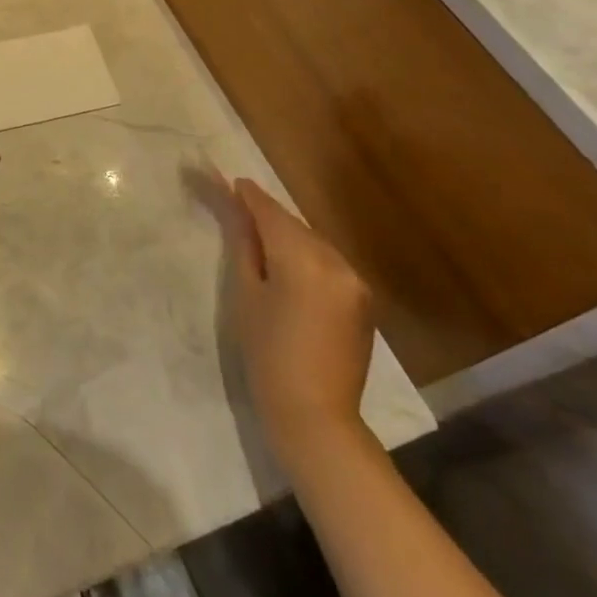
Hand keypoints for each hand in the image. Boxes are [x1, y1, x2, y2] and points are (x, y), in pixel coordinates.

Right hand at [219, 177, 375, 466]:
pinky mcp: (363, 300)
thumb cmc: (267, 353)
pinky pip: (329, 264)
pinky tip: (289, 270)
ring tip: (261, 242)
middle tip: (240, 209)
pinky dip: (307, 258)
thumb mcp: (246, 294)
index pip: (271, 213)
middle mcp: (336, 261)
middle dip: (268, 216)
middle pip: (295, 225)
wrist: (316, 415)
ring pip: (313, 243)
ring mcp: (355, 281)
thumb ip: (244, 245)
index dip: (250, 196)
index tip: (233, 181)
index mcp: (303, 258)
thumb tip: (237, 209)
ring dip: (289, 237)